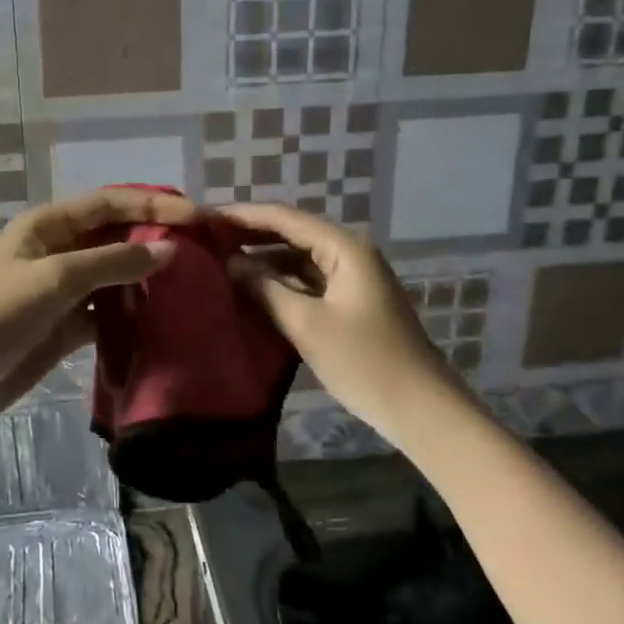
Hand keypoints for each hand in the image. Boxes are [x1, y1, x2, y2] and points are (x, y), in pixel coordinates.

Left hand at [0, 188, 195, 425]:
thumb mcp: (54, 280)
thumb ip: (113, 263)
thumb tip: (169, 248)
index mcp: (48, 225)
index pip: (110, 203)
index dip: (154, 203)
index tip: (197, 216)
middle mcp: (57, 250)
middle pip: (115, 236)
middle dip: (155, 239)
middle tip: (204, 251)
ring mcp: (61, 290)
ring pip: (114, 275)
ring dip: (147, 278)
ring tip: (194, 284)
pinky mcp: (64, 325)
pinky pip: (106, 311)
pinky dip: (131, 313)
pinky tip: (162, 319)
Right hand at [216, 202, 451, 437]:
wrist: (419, 407)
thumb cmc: (363, 361)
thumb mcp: (306, 324)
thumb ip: (265, 288)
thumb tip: (231, 263)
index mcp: (344, 248)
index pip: (285, 218)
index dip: (243, 215)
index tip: (205, 217)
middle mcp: (349, 253)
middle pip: (292, 233)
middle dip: (250, 235)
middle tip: (206, 239)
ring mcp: (351, 278)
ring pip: (298, 258)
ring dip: (263, 260)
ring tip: (220, 263)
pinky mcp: (349, 302)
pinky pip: (307, 281)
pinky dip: (279, 282)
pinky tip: (251, 290)